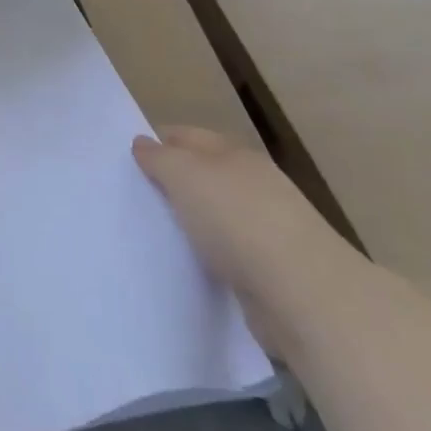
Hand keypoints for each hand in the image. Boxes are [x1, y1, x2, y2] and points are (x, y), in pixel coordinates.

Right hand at [133, 128, 351, 360]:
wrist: (303, 294)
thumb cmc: (236, 219)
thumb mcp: (184, 175)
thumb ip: (159, 158)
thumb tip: (142, 143)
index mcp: (233, 153)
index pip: (186, 136)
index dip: (157, 142)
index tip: (127, 161)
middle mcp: (253, 183)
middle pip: (202, 174)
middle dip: (172, 182)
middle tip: (136, 197)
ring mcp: (267, 226)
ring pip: (215, 214)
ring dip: (192, 221)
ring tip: (157, 232)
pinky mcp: (272, 269)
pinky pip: (228, 252)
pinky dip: (209, 254)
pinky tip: (190, 264)